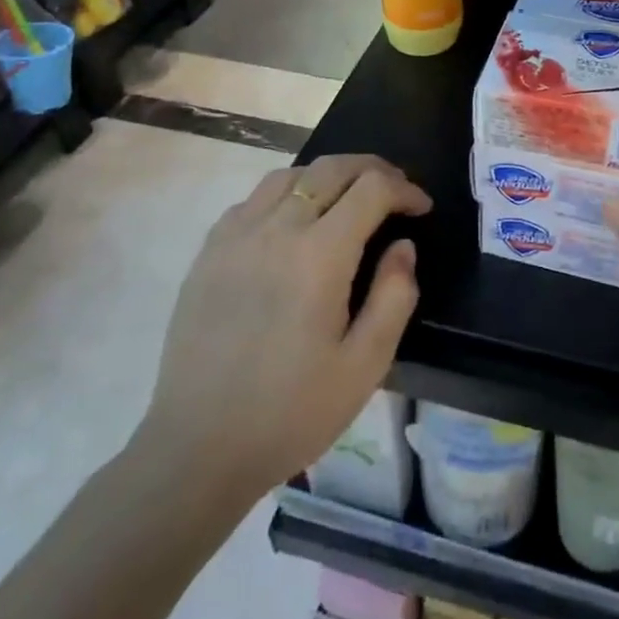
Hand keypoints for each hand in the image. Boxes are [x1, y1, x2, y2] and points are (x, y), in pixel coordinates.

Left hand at [137, 154, 430, 499]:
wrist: (197, 450)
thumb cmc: (290, 412)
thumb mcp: (365, 365)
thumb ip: (394, 296)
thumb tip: (402, 247)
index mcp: (319, 255)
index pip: (371, 189)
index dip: (404, 189)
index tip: (421, 208)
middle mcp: (276, 229)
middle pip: (331, 168)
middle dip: (372, 169)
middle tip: (394, 190)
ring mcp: (235, 237)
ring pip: (289, 175)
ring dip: (327, 176)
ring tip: (347, 198)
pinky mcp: (208, 252)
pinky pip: (252, 200)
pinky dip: (285, 194)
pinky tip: (293, 222)